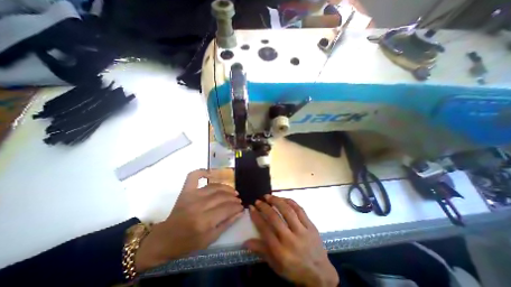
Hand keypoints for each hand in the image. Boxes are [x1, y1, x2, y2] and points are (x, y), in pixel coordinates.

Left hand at [136, 169, 242, 269]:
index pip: (226, 208)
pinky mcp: (185, 191)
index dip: (236, 207)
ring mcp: (191, 196)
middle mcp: (198, 206)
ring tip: (232, 191)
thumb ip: (227, 224)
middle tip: (238, 200)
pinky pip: (194, 176)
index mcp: (204, 221)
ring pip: (214, 187)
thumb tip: (240, 212)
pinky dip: (202, 171)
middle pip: (222, 197)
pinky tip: (210, 172)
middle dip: (233, 198)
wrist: (166, 238)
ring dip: (226, 188)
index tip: (241, 206)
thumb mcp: (210, 239)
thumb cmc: (188, 242)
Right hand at [245, 195, 338, 286]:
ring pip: (287, 211)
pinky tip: (283, 198)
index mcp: (281, 252)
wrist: (320, 273)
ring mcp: (302, 231)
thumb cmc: (294, 269)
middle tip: (258, 200)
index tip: (251, 207)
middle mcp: (291, 239)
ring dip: (276, 201)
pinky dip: (290, 201)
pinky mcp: (310, 226)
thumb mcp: (276, 265)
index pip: (265, 230)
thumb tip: (245, 242)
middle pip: (275, 218)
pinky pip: (300, 210)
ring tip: (269, 196)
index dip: (256, 217)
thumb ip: (261, 251)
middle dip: (264, 207)